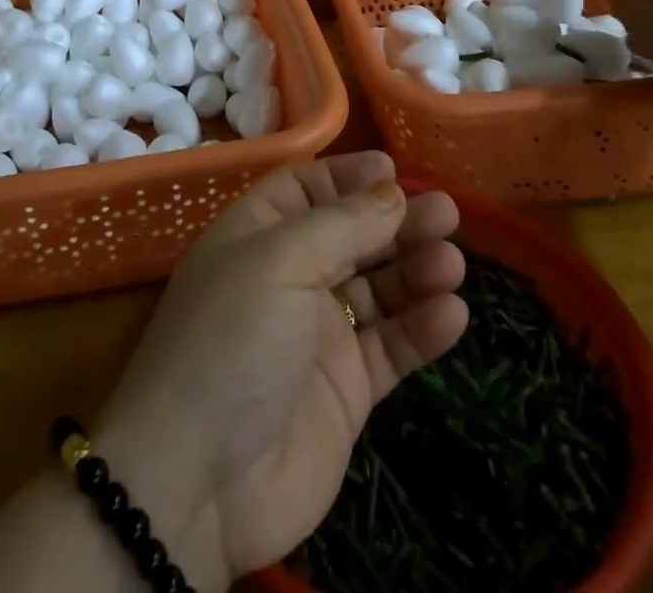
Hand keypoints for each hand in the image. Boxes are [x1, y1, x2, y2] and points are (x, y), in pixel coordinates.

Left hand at [94, 152, 467, 587]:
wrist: (200, 483)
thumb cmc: (231, 340)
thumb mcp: (279, 261)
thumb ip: (342, 225)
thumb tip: (393, 191)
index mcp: (258, 236)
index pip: (306, 190)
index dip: (348, 177)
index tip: (395, 169)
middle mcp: (289, 277)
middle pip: (352, 235)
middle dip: (397, 221)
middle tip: (447, 213)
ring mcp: (318, 334)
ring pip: (378, 289)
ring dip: (416, 271)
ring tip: (452, 263)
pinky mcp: (346, 390)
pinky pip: (391, 347)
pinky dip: (421, 329)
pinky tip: (451, 314)